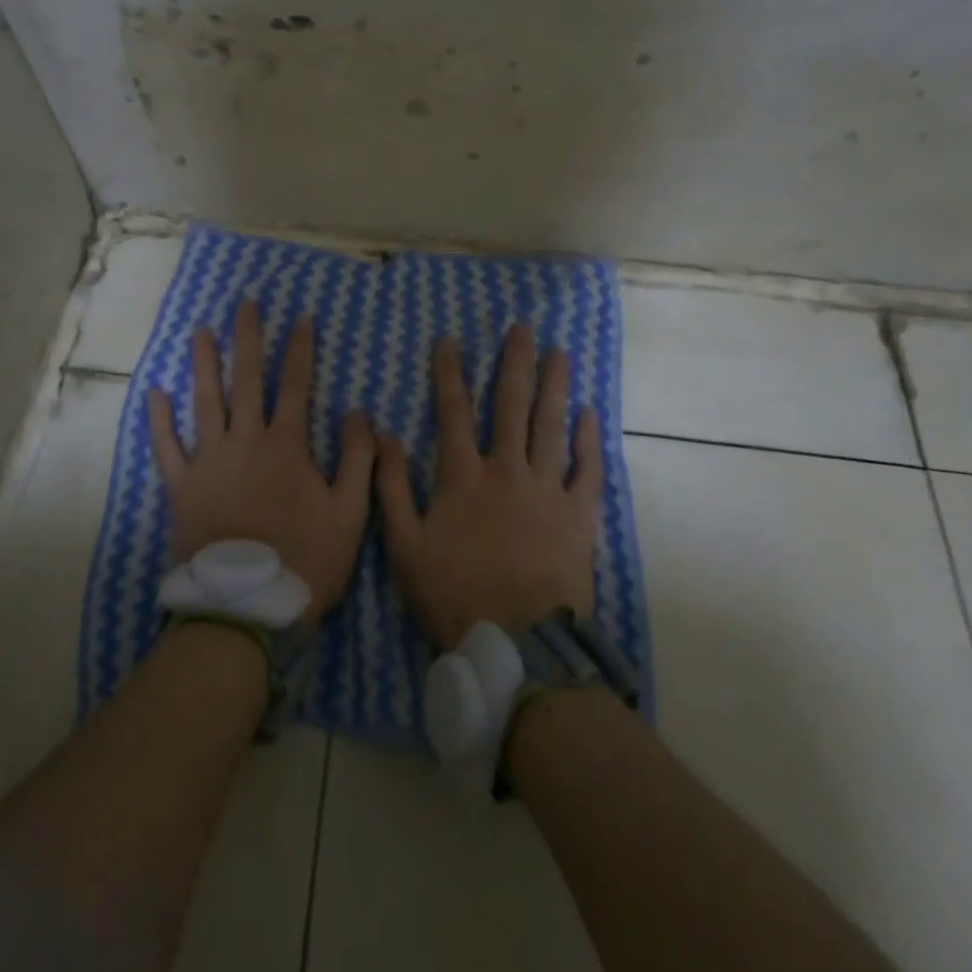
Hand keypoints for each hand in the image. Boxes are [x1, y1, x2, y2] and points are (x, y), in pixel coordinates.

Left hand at [148, 300, 375, 622]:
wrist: (245, 609)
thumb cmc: (304, 561)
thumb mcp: (350, 515)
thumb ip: (358, 461)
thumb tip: (359, 412)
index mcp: (286, 446)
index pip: (295, 385)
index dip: (299, 349)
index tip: (300, 317)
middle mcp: (245, 442)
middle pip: (245, 380)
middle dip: (247, 338)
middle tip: (245, 304)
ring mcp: (208, 462)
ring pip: (204, 402)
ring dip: (203, 364)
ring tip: (201, 331)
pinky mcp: (181, 487)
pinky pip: (166, 447)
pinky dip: (158, 420)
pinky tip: (152, 392)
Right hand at [378, 323, 602, 650]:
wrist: (517, 644)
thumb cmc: (454, 595)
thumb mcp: (404, 545)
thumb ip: (391, 486)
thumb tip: (382, 433)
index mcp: (462, 476)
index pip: (453, 411)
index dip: (449, 373)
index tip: (449, 340)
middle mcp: (507, 469)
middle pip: (510, 405)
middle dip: (514, 362)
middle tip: (522, 328)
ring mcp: (547, 489)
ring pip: (551, 425)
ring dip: (555, 385)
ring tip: (560, 351)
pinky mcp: (578, 514)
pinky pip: (587, 468)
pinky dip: (589, 439)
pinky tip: (590, 412)